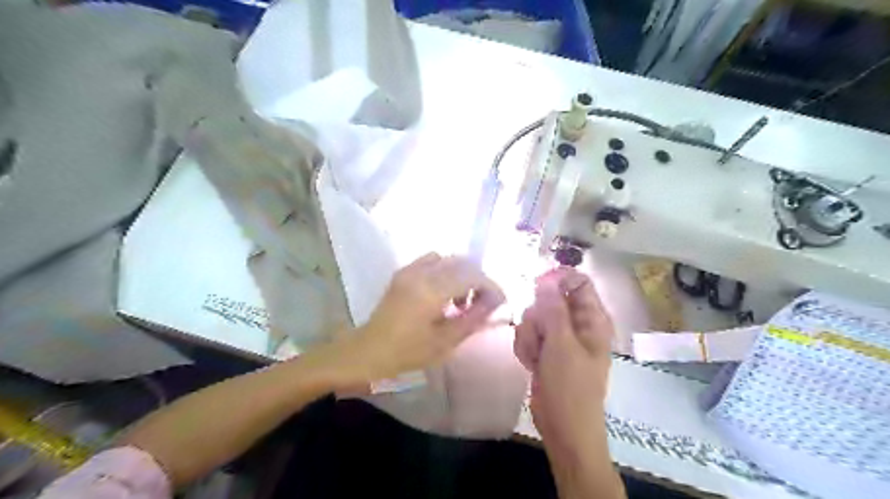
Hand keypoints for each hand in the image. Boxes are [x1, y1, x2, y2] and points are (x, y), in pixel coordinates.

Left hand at [334, 255, 503, 383]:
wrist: (369, 350)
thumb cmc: (408, 352)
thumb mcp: (445, 341)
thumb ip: (473, 318)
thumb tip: (495, 302)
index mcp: (431, 290)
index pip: (472, 276)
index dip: (490, 286)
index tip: (499, 301)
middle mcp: (421, 273)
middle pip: (462, 263)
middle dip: (479, 279)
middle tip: (482, 302)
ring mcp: (410, 269)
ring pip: (448, 259)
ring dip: (462, 274)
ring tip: (461, 299)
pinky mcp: (403, 272)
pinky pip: (432, 260)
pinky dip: (445, 270)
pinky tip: (443, 291)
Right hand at [512, 270, 616, 452]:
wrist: (563, 427)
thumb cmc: (570, 387)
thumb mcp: (562, 345)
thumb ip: (553, 309)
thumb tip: (546, 279)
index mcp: (592, 318)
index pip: (578, 281)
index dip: (557, 280)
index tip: (537, 287)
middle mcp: (576, 323)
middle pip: (549, 298)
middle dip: (538, 317)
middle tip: (541, 337)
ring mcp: (559, 337)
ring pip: (534, 316)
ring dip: (529, 335)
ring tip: (537, 356)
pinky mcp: (544, 349)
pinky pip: (527, 334)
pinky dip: (526, 347)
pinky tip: (531, 363)